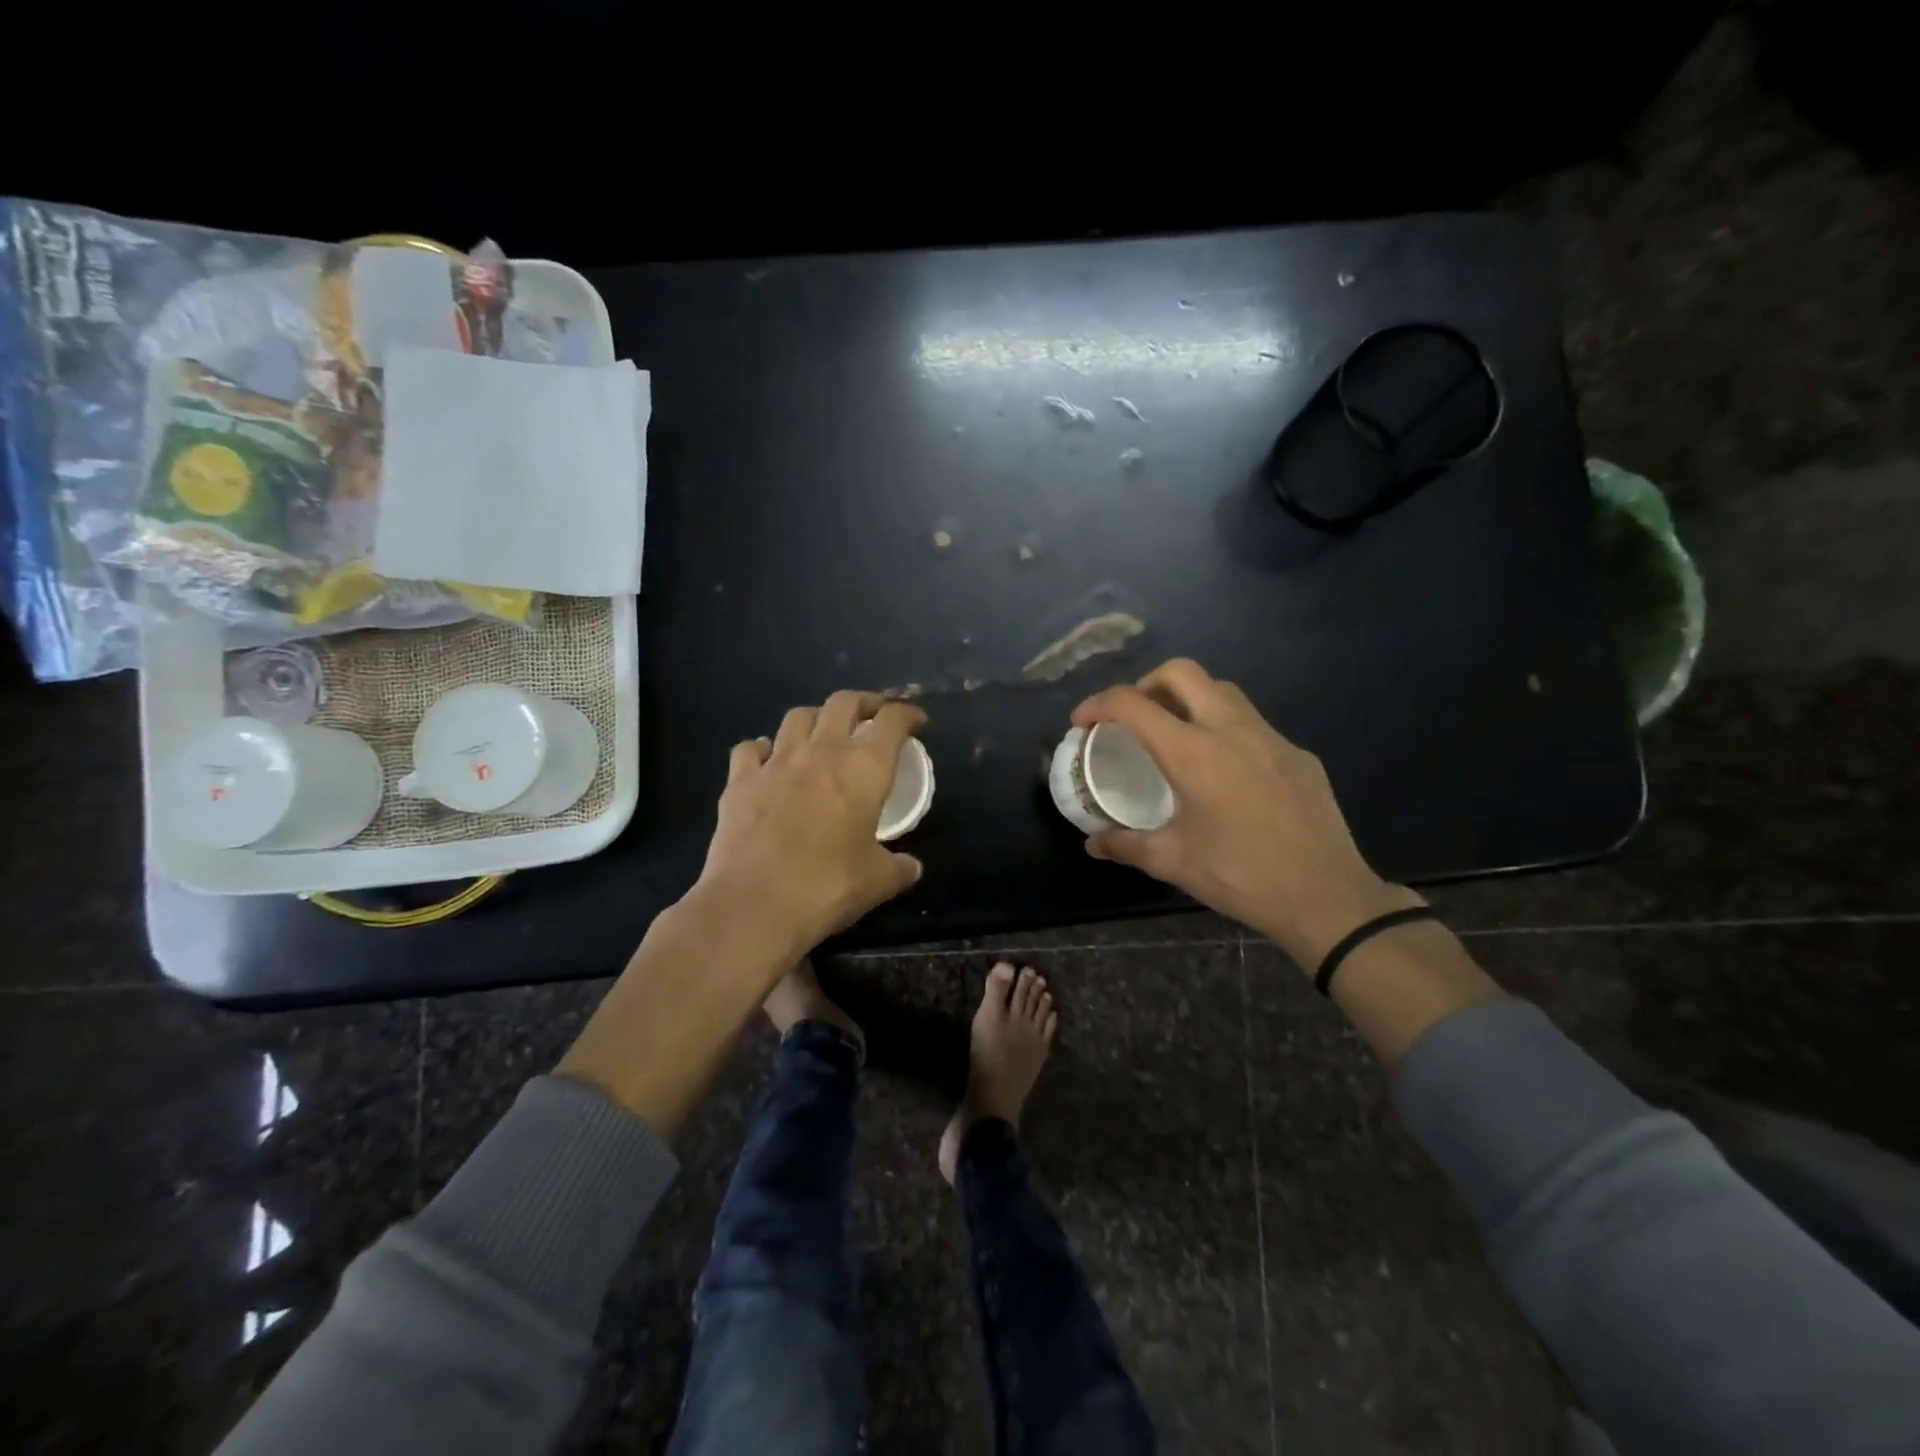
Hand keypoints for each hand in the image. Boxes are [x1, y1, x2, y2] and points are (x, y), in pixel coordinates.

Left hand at [692, 690, 926, 961]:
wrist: (755, 903)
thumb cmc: (828, 887)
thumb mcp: (878, 881)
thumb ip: (899, 868)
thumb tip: (911, 867)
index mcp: (864, 769)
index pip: (892, 721)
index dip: (908, 714)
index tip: (917, 722)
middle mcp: (821, 752)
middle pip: (844, 702)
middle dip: (864, 702)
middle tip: (872, 716)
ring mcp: (776, 762)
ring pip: (798, 716)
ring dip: (816, 718)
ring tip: (822, 733)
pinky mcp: (740, 781)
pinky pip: (751, 748)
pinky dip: (763, 749)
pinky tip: (768, 760)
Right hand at [1072, 659, 1421, 966]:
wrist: (1327, 897)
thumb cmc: (1241, 876)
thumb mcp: (1174, 862)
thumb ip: (1127, 845)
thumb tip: (1093, 844)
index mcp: (1192, 753)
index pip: (1133, 705)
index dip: (1098, 704)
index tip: (1082, 722)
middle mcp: (1230, 730)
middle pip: (1182, 672)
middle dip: (1146, 684)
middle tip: (1132, 718)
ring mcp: (1270, 737)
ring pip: (1221, 691)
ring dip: (1188, 699)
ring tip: (1175, 735)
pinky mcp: (1297, 754)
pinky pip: (1252, 723)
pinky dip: (1224, 729)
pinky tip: (1225, 771)